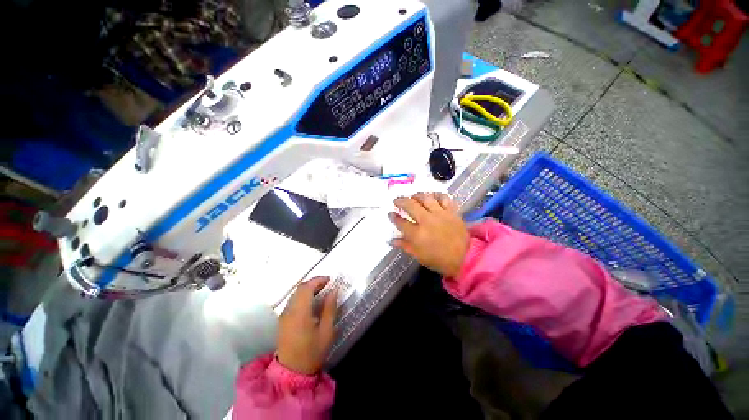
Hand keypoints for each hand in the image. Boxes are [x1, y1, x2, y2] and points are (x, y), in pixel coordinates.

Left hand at [277, 276, 337, 374]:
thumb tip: (333, 291)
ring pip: (295, 293)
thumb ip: (330, 309)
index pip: (306, 288)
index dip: (318, 280)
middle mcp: (289, 311)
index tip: (330, 280)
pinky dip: (303, 296)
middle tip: (327, 284)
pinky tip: (312, 302)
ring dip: (308, 288)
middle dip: (314, 283)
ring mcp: (284, 315)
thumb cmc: (312, 352)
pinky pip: (293, 301)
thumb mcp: (327, 331)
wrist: (292, 372)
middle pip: (300, 288)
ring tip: (322, 291)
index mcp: (300, 313)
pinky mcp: (283, 320)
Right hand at [390, 193, 469, 276]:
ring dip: (416, 195)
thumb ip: (405, 246)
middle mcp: (426, 221)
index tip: (390, 214)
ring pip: (425, 197)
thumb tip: (391, 240)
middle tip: (397, 201)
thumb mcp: (419, 256)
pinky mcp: (451, 211)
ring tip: (412, 196)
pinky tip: (432, 196)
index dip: (393, 217)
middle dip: (400, 201)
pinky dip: (436, 195)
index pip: (400, 222)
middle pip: (410, 205)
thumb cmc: (439, 259)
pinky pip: (443, 197)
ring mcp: (439, 214)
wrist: (466, 258)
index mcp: (417, 234)